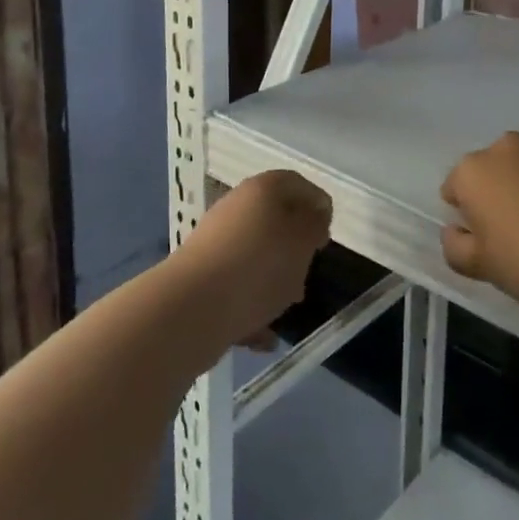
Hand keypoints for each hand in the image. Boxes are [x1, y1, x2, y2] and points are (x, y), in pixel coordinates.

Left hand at [175, 170, 332, 348]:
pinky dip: (252, 305)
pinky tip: (264, 335)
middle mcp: (236, 206)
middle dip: (295, 248)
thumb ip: (314, 223)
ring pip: (256, 255)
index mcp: (262, 188)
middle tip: (308, 272)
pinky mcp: (202, 275)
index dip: (317, 206)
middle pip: (275, 220)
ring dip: (274, 278)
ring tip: (286, 306)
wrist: (192, 307)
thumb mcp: (302, 241)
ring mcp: (216, 241)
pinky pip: (237, 285)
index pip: (297, 184)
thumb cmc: (259, 266)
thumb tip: (314, 213)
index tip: (326, 237)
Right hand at [440, 132, 518, 328]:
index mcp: (474, 171)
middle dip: (498, 195)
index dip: (467, 217)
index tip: (487, 242)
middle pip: (492, 171)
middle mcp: (507, 147)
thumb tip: (458, 231)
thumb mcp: (481, 268)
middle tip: (517, 236)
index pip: (455, 188)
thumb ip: (455, 246)